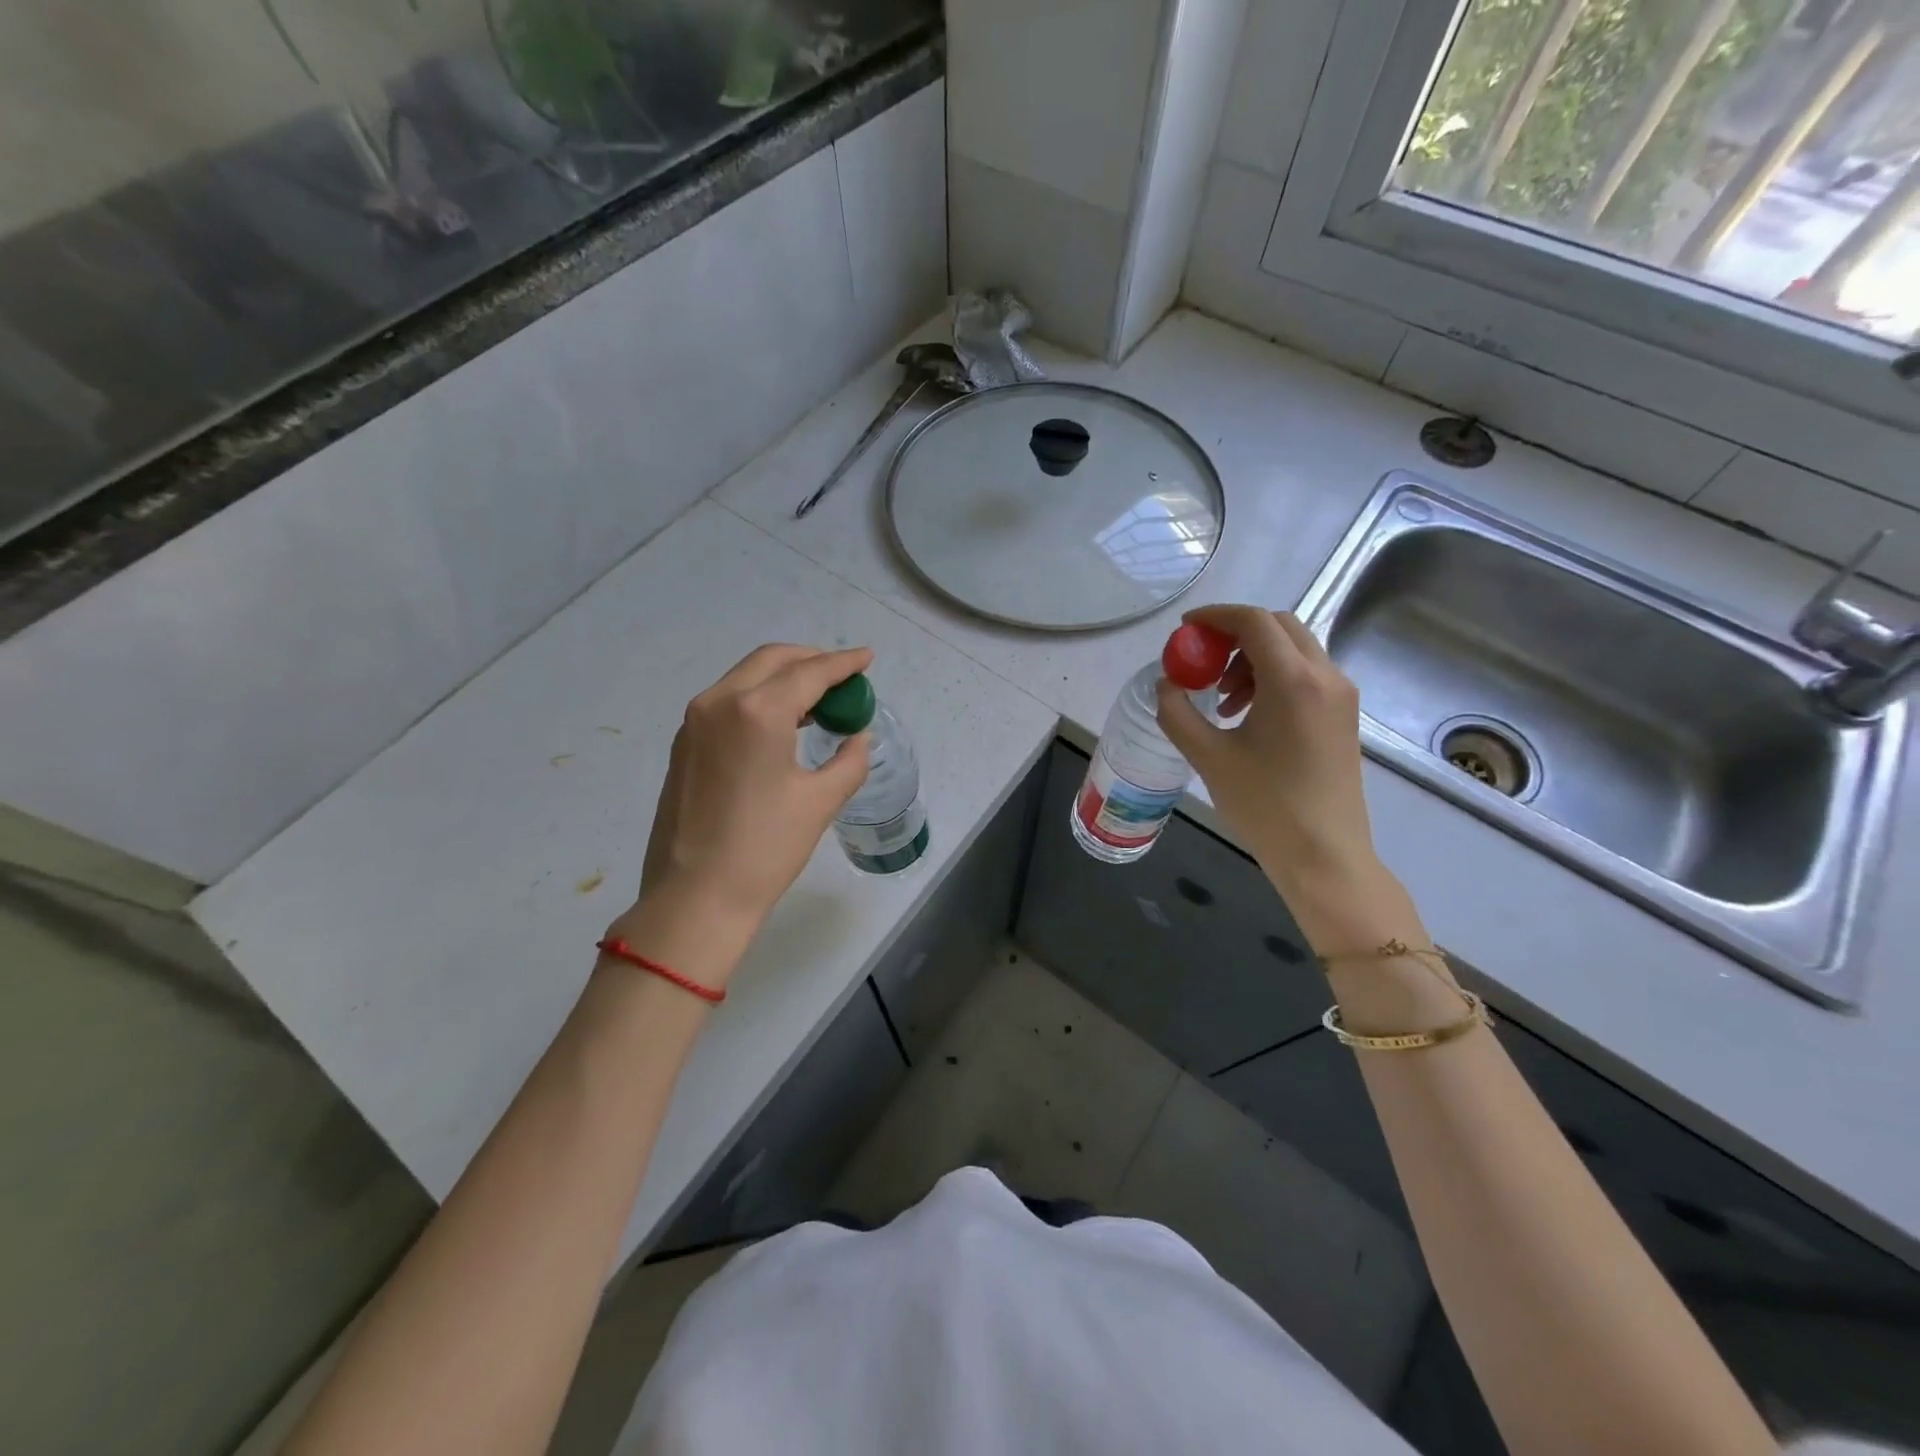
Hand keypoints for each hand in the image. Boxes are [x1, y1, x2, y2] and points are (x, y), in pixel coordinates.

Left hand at [625, 644, 873, 944]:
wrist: (694, 898)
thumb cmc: (764, 849)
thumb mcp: (820, 802)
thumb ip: (849, 760)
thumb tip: (858, 737)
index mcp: (757, 711)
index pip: (809, 672)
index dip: (843, 663)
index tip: (867, 657)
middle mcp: (719, 702)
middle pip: (772, 660)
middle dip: (811, 660)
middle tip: (843, 678)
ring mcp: (695, 721)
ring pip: (746, 676)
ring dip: (784, 676)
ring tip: (819, 700)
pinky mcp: (684, 742)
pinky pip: (728, 699)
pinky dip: (759, 696)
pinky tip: (782, 722)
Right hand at [1155, 606, 1409, 947]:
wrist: (1324, 855)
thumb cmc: (1264, 805)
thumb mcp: (1208, 757)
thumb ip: (1177, 713)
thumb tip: (1166, 685)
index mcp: (1293, 681)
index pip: (1254, 621)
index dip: (1215, 617)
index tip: (1185, 630)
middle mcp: (1325, 677)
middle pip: (1279, 626)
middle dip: (1235, 634)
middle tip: (1202, 660)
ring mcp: (1340, 696)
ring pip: (1294, 650)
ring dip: (1253, 658)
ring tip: (1222, 698)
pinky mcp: (1343, 716)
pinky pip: (1306, 675)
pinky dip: (1273, 677)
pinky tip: (1248, 715)